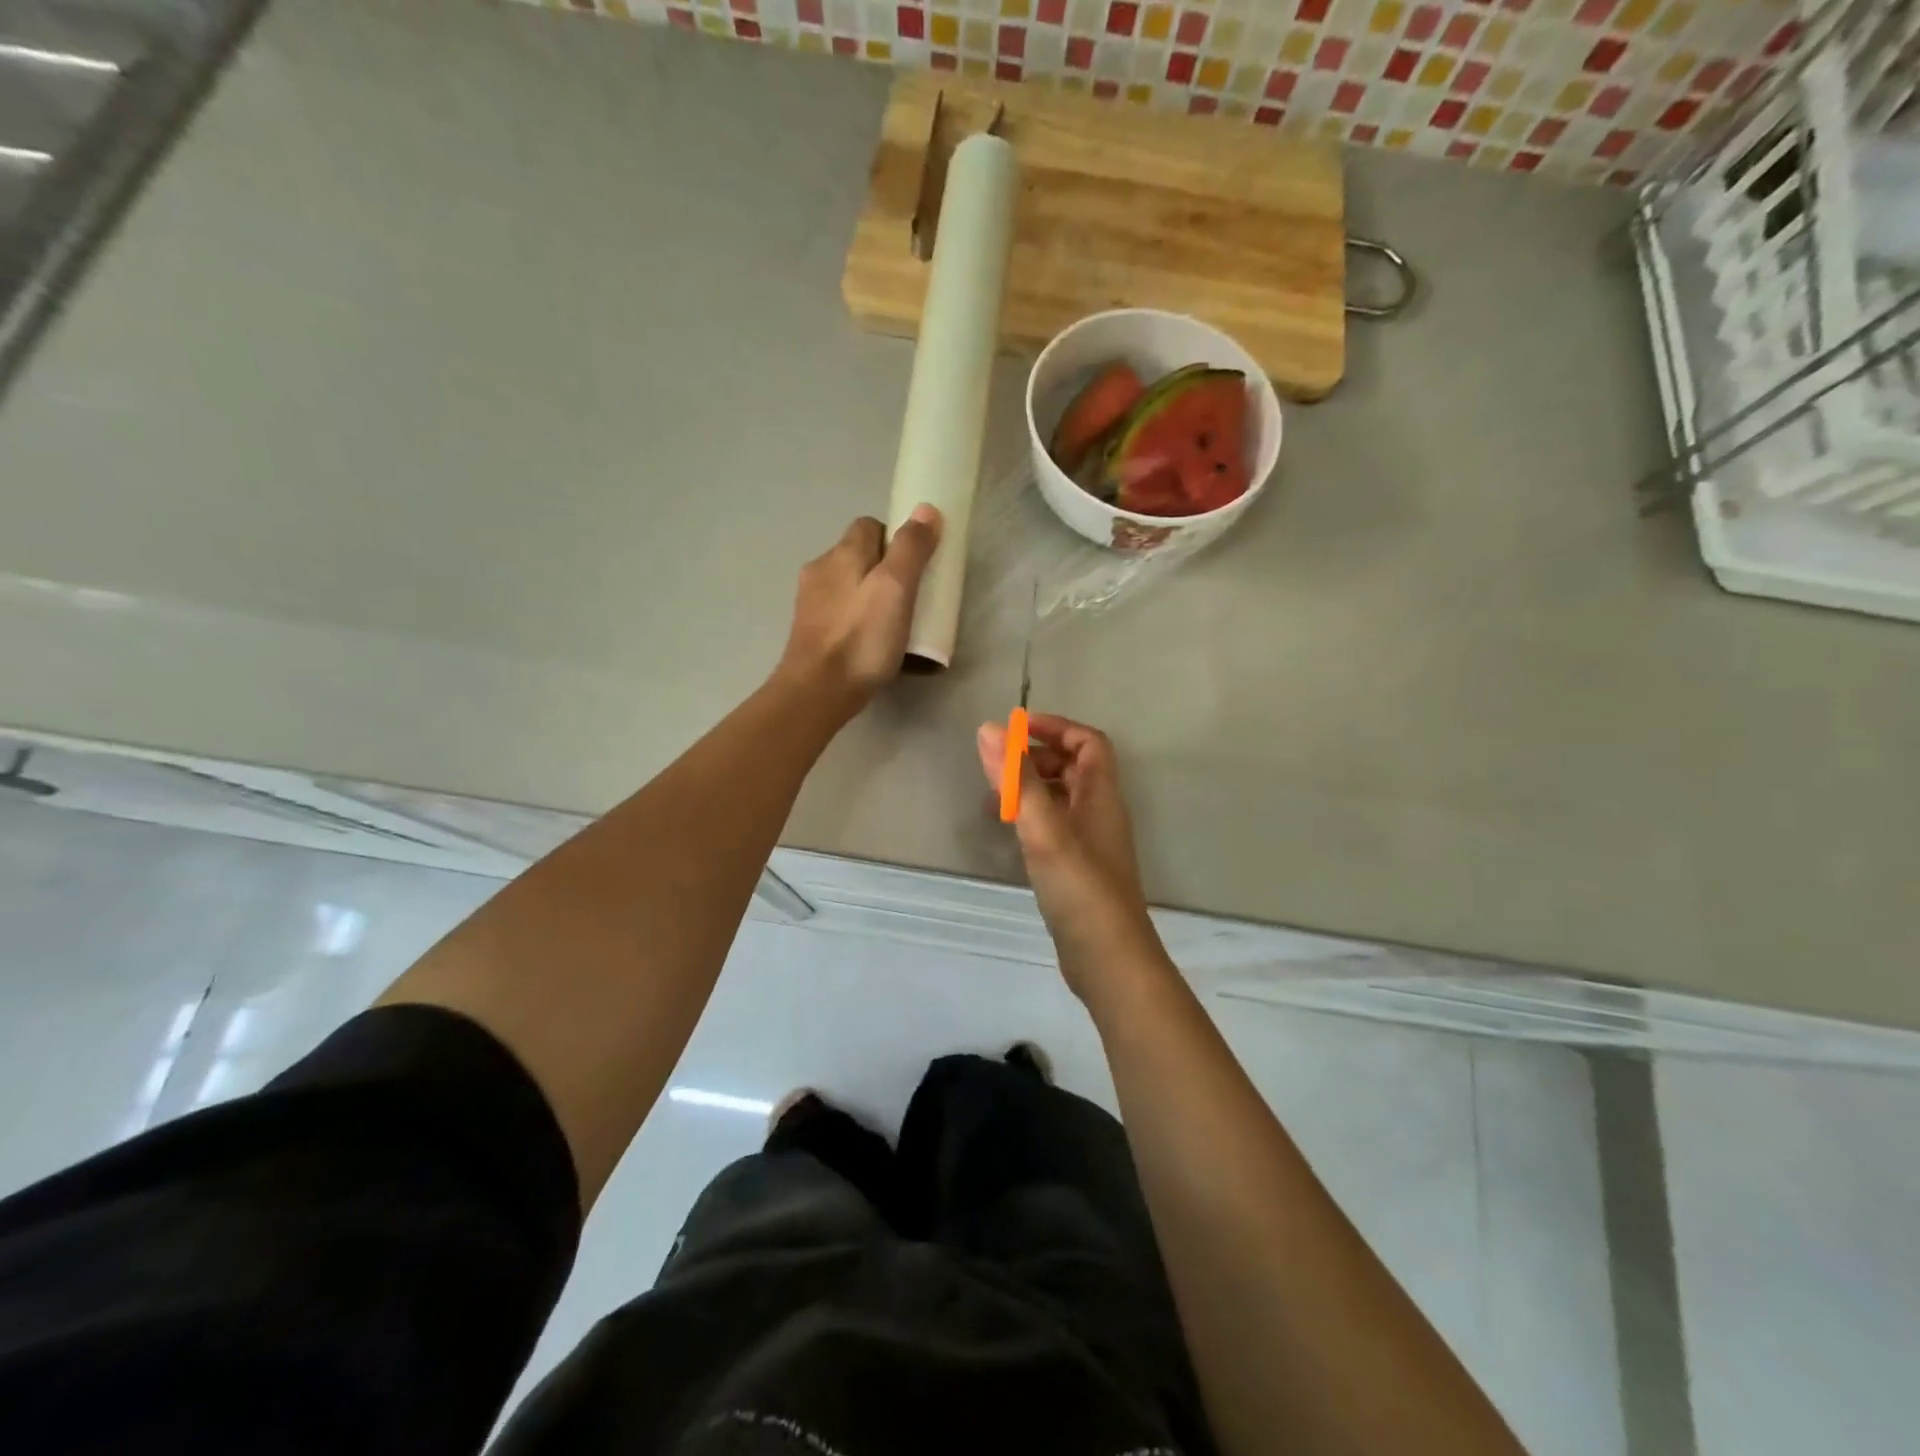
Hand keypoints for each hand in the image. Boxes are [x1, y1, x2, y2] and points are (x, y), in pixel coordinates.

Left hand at [778, 506, 941, 713]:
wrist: (817, 692)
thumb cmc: (861, 638)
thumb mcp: (895, 588)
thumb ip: (911, 548)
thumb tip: (926, 509)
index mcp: (842, 553)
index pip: (871, 526)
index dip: (897, 539)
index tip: (917, 565)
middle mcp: (820, 570)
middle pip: (860, 556)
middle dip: (886, 570)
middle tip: (912, 598)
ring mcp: (811, 603)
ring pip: (850, 586)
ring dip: (872, 597)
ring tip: (895, 625)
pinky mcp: (809, 632)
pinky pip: (842, 614)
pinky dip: (858, 621)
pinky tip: (872, 644)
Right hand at [975, 713, 1165, 996]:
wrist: (1109, 962)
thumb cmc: (1080, 890)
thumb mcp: (1044, 829)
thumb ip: (1017, 780)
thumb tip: (989, 729)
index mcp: (1101, 796)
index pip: (1088, 742)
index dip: (1055, 727)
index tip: (1014, 729)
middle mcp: (1099, 814)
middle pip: (1074, 768)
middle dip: (1036, 757)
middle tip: (998, 765)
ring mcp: (1090, 844)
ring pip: (1061, 799)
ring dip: (1030, 789)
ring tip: (992, 799)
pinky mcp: (1077, 871)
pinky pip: (1054, 828)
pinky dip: (1030, 819)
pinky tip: (1007, 834)